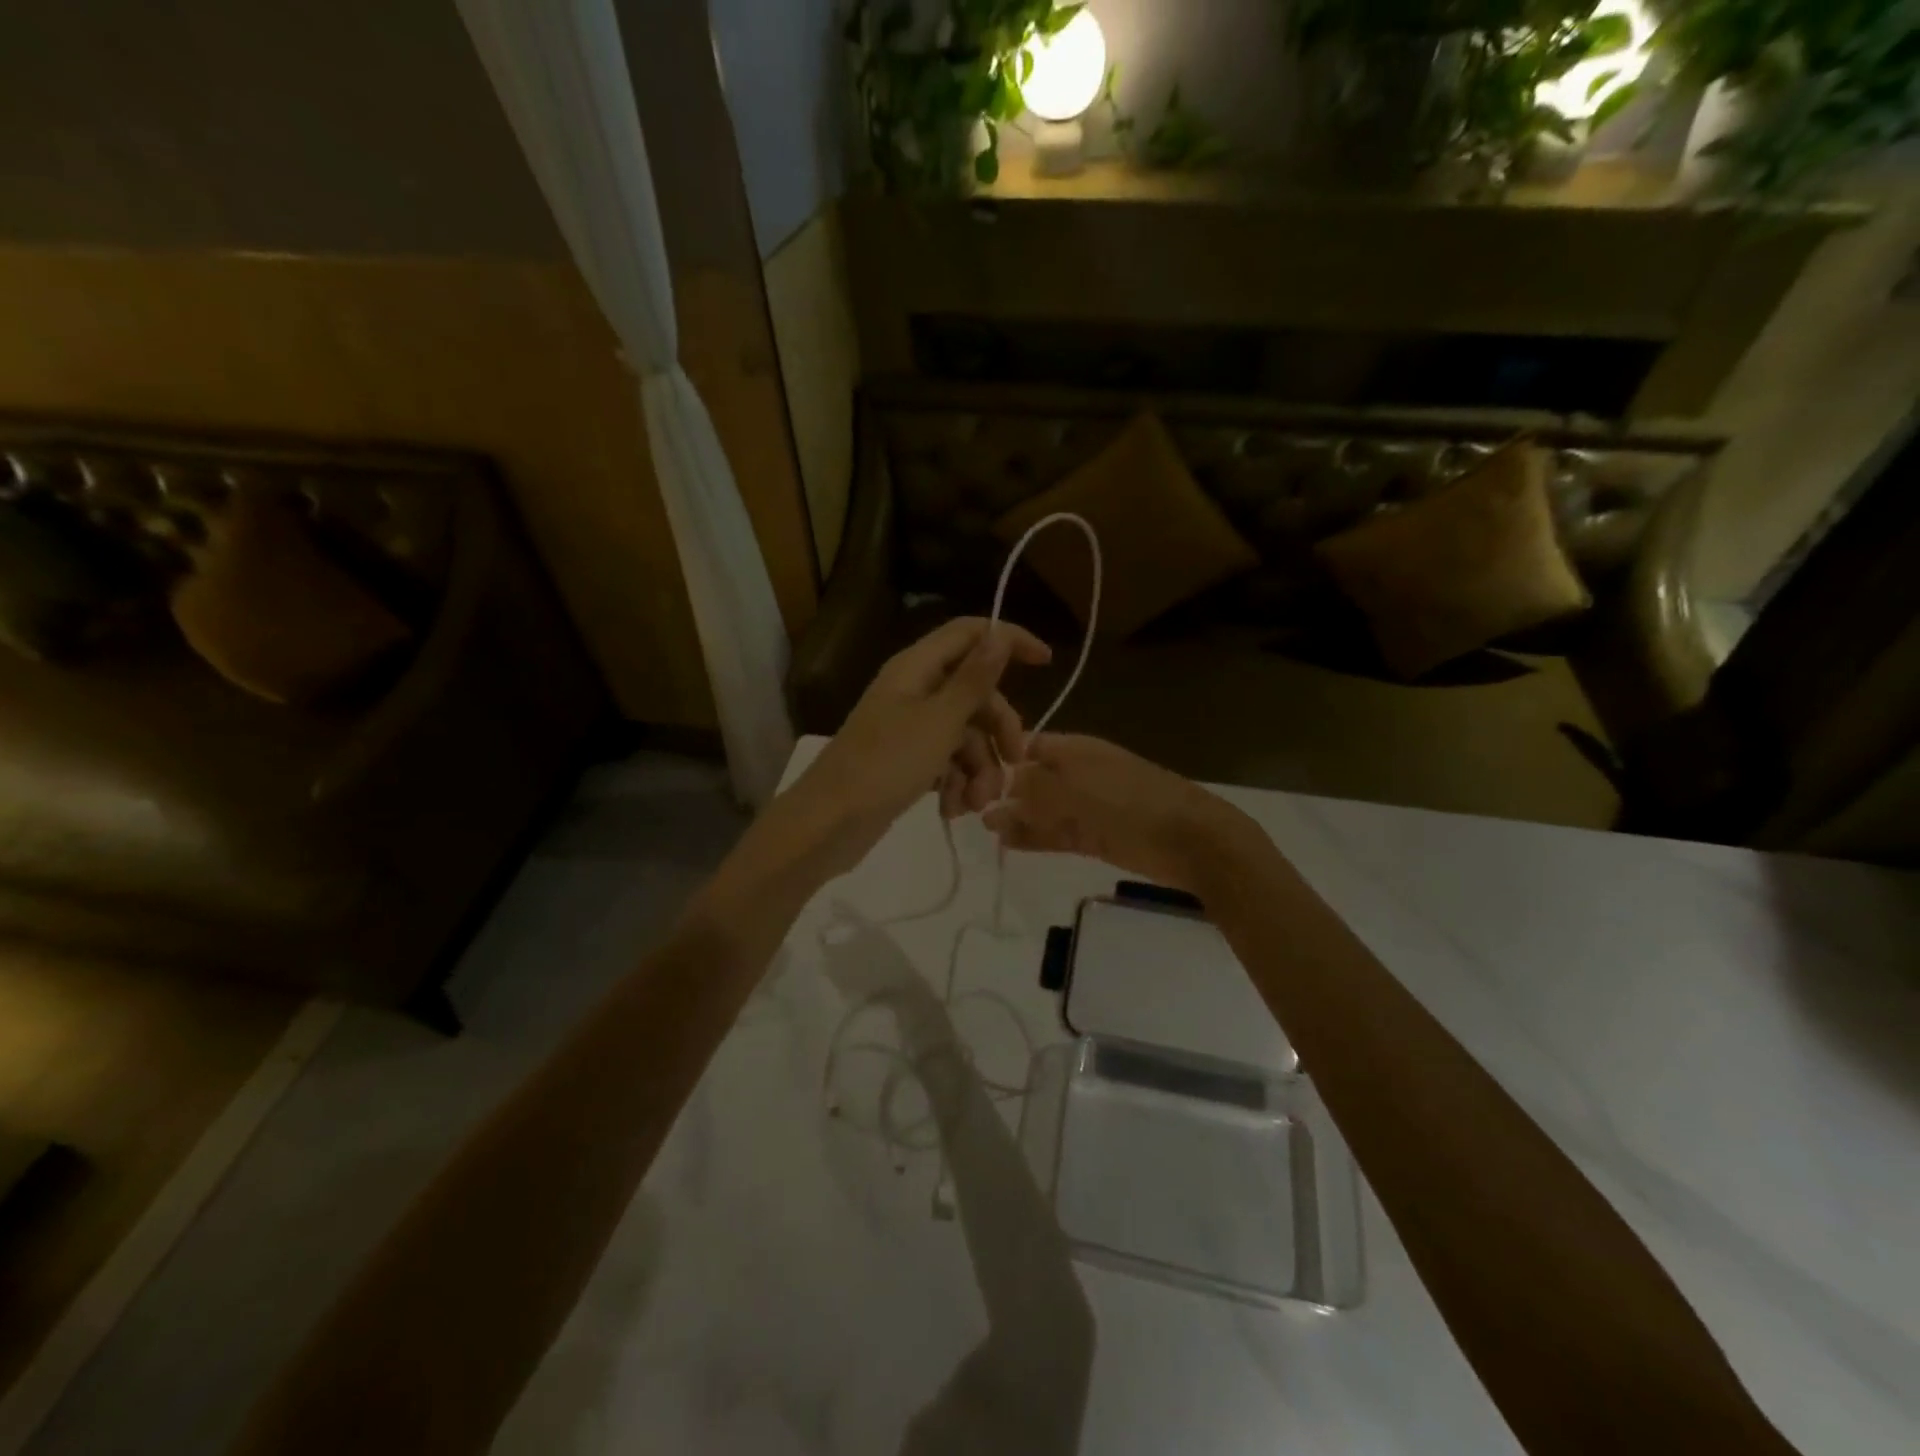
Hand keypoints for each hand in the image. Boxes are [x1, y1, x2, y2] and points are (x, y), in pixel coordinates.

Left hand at [775, 618, 1049, 875]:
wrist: (829, 824)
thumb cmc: (886, 765)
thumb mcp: (940, 721)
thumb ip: (974, 679)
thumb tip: (999, 635)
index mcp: (917, 668)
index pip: (970, 633)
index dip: (1008, 640)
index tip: (1046, 662)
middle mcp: (914, 690)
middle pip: (975, 693)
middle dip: (998, 730)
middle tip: (1015, 763)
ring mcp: (909, 728)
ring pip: (965, 734)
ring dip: (979, 768)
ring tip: (976, 804)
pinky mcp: (906, 761)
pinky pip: (946, 761)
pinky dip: (956, 782)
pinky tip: (953, 809)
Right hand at [983, 733, 1268, 893]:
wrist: (1190, 840)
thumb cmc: (1129, 803)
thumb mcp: (1074, 789)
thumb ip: (1033, 788)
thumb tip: (998, 787)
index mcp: (1074, 750)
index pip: (1026, 746)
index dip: (999, 758)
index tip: (967, 775)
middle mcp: (1076, 774)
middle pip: (1031, 779)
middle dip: (1002, 791)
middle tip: (968, 807)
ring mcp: (1085, 806)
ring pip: (1041, 809)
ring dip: (1016, 817)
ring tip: (984, 827)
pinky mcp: (1093, 836)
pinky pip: (1056, 833)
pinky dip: (1034, 836)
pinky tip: (1009, 843)